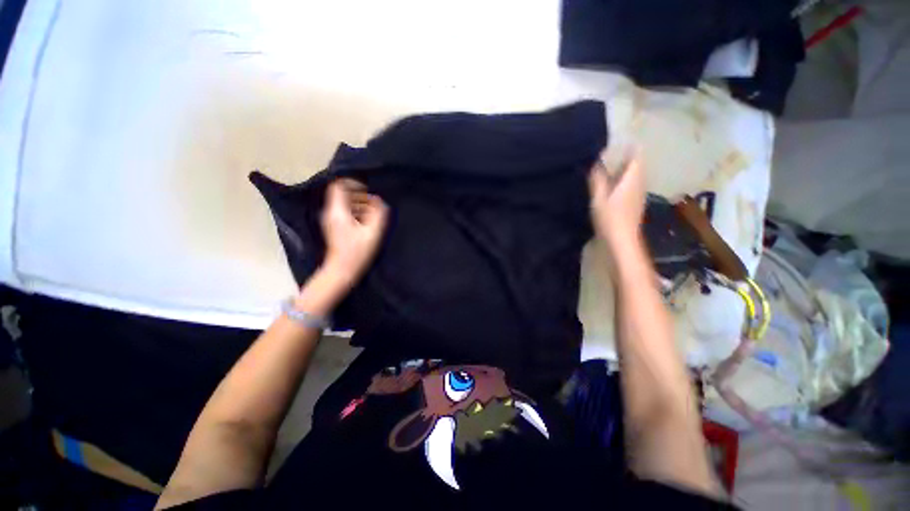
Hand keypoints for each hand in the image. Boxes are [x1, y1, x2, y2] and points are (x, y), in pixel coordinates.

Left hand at [319, 179, 388, 286]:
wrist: (341, 271)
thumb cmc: (357, 253)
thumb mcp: (372, 233)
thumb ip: (378, 215)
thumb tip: (379, 201)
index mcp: (338, 212)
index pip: (339, 186)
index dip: (353, 183)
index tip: (368, 190)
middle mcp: (331, 213)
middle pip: (342, 194)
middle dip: (360, 195)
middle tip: (374, 204)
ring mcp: (331, 220)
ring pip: (344, 203)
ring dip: (359, 204)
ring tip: (373, 213)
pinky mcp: (334, 227)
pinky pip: (344, 212)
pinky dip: (356, 212)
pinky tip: (367, 222)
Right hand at [588, 154, 645, 245]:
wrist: (622, 240)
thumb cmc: (610, 218)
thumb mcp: (599, 198)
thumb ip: (597, 179)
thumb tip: (595, 163)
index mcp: (632, 179)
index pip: (636, 156)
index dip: (630, 147)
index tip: (618, 143)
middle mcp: (639, 183)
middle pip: (636, 165)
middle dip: (625, 158)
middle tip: (609, 155)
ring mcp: (639, 194)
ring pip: (635, 175)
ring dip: (624, 170)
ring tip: (608, 168)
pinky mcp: (635, 203)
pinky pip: (632, 185)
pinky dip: (624, 180)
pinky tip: (612, 186)